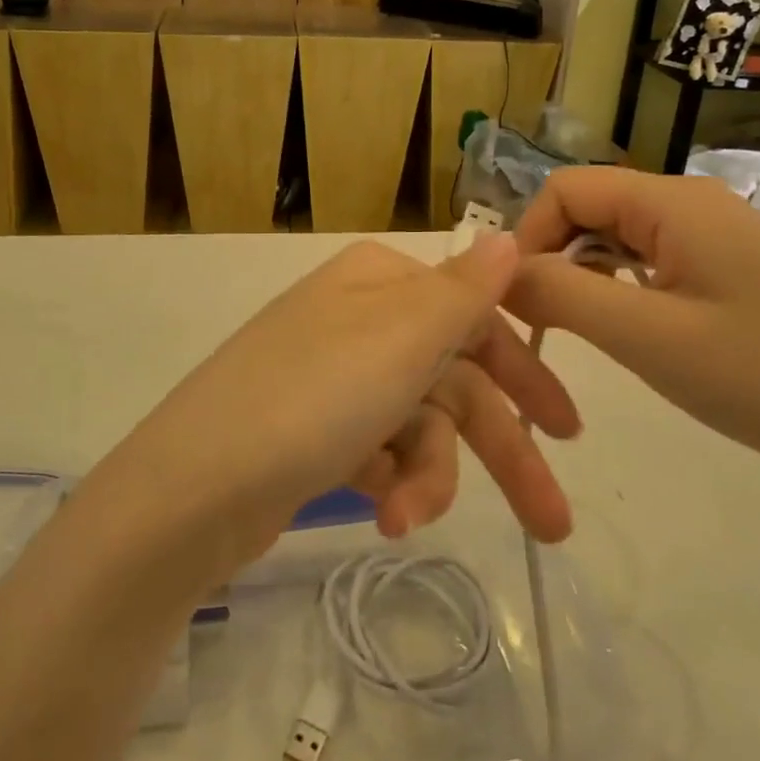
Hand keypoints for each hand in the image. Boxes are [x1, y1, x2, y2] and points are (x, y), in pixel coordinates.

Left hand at [97, 237, 580, 579]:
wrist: (192, 489)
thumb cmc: (313, 399)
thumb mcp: (402, 337)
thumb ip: (465, 289)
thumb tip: (510, 236)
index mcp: (379, 281)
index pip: (473, 316)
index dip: (523, 371)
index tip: (567, 428)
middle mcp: (357, 318)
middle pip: (452, 379)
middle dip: (500, 449)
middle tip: (554, 523)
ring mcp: (333, 376)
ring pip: (419, 425)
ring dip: (429, 476)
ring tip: (407, 520)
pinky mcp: (313, 432)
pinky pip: (379, 453)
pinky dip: (389, 484)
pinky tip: (381, 514)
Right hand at [506, 168, 759, 490]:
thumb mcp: (646, 337)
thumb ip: (561, 294)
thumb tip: (498, 271)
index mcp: (673, 201)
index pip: (566, 188)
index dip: (528, 236)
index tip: (516, 298)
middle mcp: (689, 200)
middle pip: (588, 207)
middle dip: (552, 257)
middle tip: (542, 322)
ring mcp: (708, 231)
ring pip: (612, 234)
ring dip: (582, 274)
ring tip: (580, 329)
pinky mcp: (719, 262)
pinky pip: (643, 256)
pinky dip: (615, 285)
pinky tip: (623, 325)